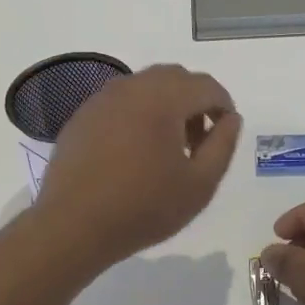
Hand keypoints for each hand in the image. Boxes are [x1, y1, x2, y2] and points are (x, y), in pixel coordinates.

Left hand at [31, 64, 240, 271]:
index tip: (225, 133)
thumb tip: (231, 119)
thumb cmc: (143, 207)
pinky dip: (138, 113)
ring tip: (166, 147)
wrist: (72, 226)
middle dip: (195, 101)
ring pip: (146, 85)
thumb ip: (223, 145)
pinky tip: (134, 150)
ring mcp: (103, 98)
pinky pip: (121, 100)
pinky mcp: (83, 114)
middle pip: (176, 78)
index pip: (206, 86)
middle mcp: (133, 87)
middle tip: (197, 141)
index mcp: (164, 98)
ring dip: (166, 104)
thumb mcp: (200, 184)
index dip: (223, 105)